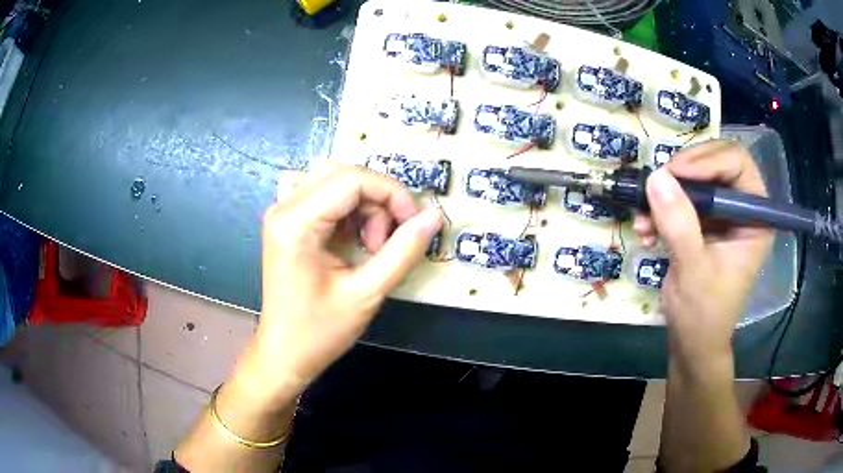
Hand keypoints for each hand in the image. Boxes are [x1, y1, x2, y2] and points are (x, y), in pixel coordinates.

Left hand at [236, 165, 442, 402]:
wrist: (284, 353)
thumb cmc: (320, 331)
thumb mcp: (367, 294)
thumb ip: (403, 251)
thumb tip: (434, 216)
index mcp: (296, 223)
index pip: (353, 180)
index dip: (392, 194)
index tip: (413, 224)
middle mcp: (283, 208)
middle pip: (343, 173)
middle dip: (377, 200)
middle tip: (386, 242)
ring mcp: (281, 212)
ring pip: (333, 179)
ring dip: (362, 203)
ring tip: (367, 243)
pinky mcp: (285, 221)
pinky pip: (318, 192)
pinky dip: (343, 205)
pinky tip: (346, 232)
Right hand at [633, 141, 773, 370]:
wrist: (692, 344)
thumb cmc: (704, 315)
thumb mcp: (693, 271)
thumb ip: (679, 224)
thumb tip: (657, 176)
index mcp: (755, 218)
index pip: (737, 163)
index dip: (707, 160)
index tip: (675, 173)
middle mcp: (742, 210)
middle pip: (715, 163)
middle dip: (683, 173)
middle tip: (658, 184)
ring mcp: (722, 216)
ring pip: (695, 180)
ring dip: (667, 194)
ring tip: (644, 217)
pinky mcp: (703, 225)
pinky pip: (681, 200)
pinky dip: (661, 210)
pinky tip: (646, 230)